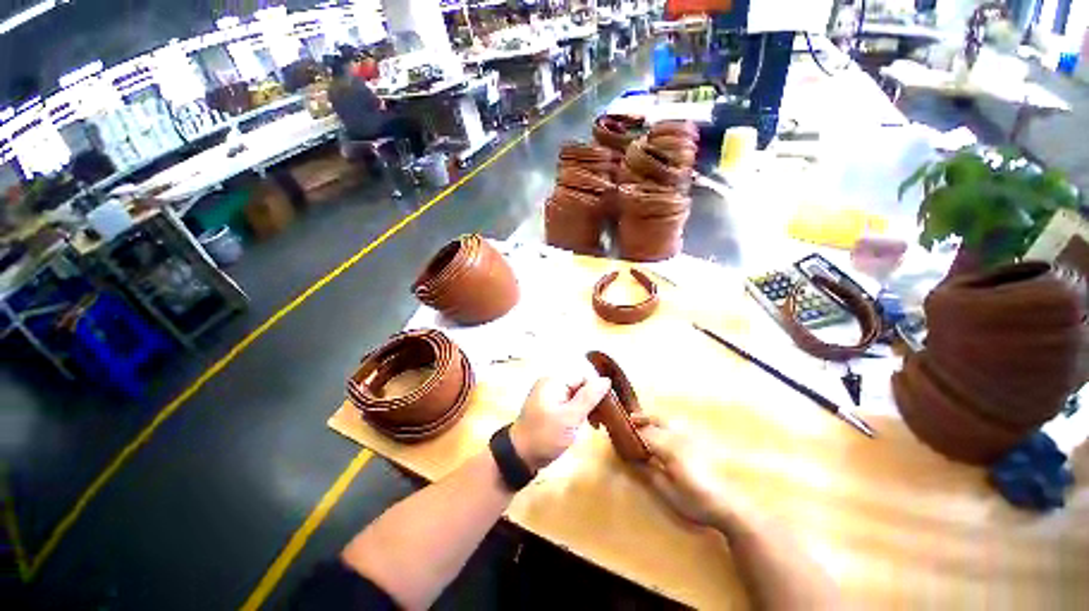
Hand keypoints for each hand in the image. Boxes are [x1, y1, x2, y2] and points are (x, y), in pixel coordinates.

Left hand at [510, 374, 610, 471]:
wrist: (520, 456)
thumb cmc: (545, 436)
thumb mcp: (570, 418)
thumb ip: (589, 397)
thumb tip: (606, 380)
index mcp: (554, 381)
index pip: (583, 377)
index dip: (597, 391)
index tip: (606, 410)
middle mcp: (551, 383)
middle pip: (580, 385)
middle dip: (592, 401)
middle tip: (600, 421)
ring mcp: (549, 395)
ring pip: (576, 395)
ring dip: (586, 408)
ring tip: (594, 425)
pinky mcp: (549, 406)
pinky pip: (568, 403)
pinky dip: (577, 413)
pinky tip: (583, 425)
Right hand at [633, 414, 735, 527]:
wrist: (731, 506)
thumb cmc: (696, 502)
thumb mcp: (668, 492)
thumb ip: (649, 473)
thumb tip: (632, 460)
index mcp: (670, 448)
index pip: (645, 434)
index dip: (632, 432)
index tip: (621, 433)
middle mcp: (680, 438)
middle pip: (657, 420)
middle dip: (643, 418)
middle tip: (631, 419)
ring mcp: (692, 438)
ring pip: (669, 421)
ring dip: (655, 419)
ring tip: (646, 423)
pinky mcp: (701, 443)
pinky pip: (679, 427)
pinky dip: (667, 424)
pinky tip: (666, 432)